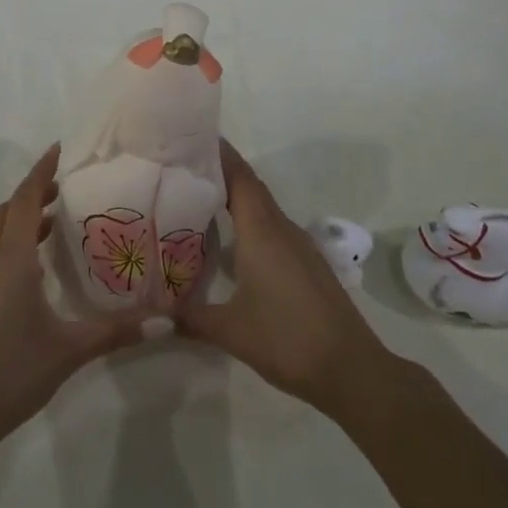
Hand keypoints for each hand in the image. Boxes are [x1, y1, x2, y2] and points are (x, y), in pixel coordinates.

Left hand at [0, 144, 152, 456]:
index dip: (41, 171)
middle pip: (9, 210)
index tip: (60, 149)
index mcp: (12, 259)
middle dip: (34, 192)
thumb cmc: (12, 371)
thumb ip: (116, 332)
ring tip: (54, 220)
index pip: (24, 199)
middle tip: (66, 187)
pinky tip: (36, 267)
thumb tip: (165, 319)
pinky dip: (14, 241)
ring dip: (23, 217)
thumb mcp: (69, 350)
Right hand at [179, 140, 396, 418]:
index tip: (191, 137)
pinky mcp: (307, 264)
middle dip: (220, 171)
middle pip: (249, 186)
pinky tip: (232, 241)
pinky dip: (249, 221)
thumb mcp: (230, 331)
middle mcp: (281, 229)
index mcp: (262, 231)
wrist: (352, 370)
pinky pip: (272, 228)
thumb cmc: (287, 340)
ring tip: (199, 198)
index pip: (239, 177)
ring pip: (262, 208)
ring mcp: (298, 246)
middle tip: (183, 166)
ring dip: (235, 197)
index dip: (218, 153)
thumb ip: (190, 318)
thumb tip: (155, 313)